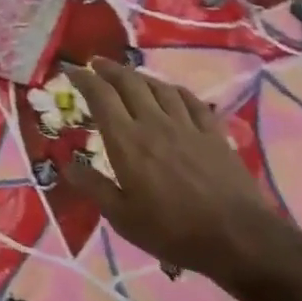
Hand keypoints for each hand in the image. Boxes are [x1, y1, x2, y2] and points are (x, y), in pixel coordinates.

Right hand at [61, 59, 301, 284]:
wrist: (236, 236)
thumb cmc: (172, 231)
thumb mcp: (122, 217)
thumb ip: (94, 186)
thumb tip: (66, 163)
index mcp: (127, 142)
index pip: (101, 97)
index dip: (84, 79)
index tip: (72, 70)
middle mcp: (154, 123)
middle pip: (129, 83)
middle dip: (110, 69)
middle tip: (97, 64)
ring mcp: (186, 125)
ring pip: (159, 87)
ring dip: (140, 76)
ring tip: (129, 75)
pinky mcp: (212, 132)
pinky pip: (190, 100)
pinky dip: (174, 90)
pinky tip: (171, 91)